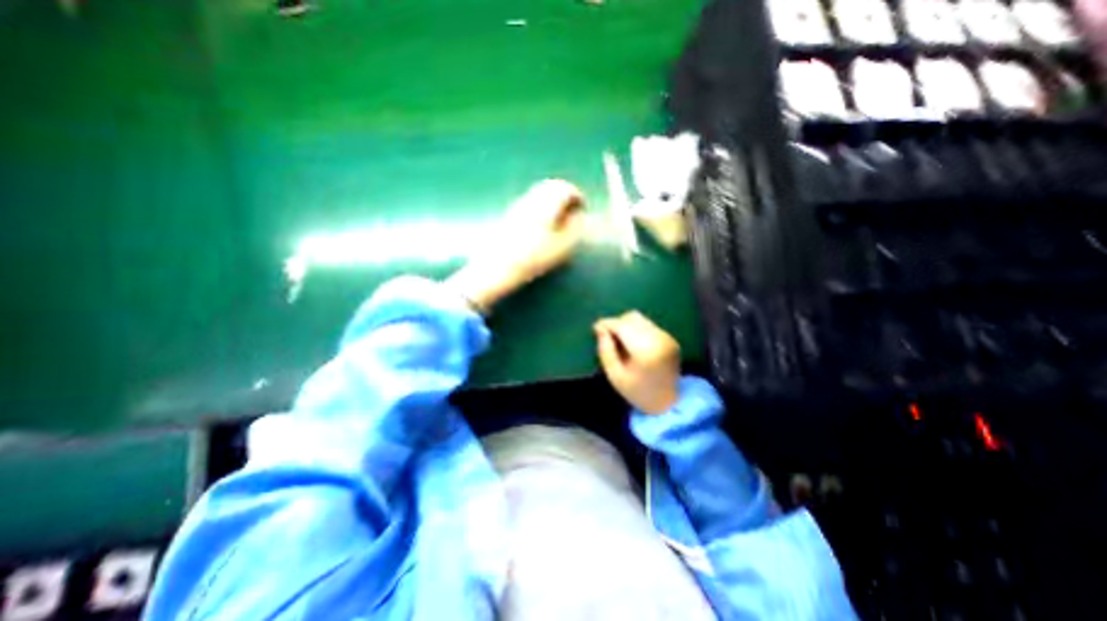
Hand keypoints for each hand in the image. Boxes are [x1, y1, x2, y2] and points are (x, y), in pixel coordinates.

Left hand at [449, 180, 586, 315]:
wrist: (498, 265)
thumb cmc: (533, 257)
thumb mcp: (561, 246)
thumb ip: (574, 228)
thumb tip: (579, 216)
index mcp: (546, 203)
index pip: (565, 189)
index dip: (577, 197)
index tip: (583, 209)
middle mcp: (532, 198)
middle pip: (551, 186)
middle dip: (565, 195)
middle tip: (573, 210)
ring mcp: (519, 205)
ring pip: (540, 193)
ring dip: (553, 200)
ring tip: (560, 218)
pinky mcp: (511, 214)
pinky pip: (531, 201)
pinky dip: (542, 206)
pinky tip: (543, 224)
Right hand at [593, 309, 679, 412]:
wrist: (668, 403)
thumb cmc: (637, 392)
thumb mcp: (615, 376)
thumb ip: (606, 351)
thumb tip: (600, 329)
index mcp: (645, 350)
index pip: (622, 326)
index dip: (607, 323)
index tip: (595, 328)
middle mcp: (659, 339)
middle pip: (632, 318)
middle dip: (616, 323)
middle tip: (607, 335)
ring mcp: (667, 337)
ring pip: (641, 319)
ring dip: (627, 325)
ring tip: (619, 339)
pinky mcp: (670, 339)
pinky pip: (648, 325)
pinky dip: (637, 329)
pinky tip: (633, 343)